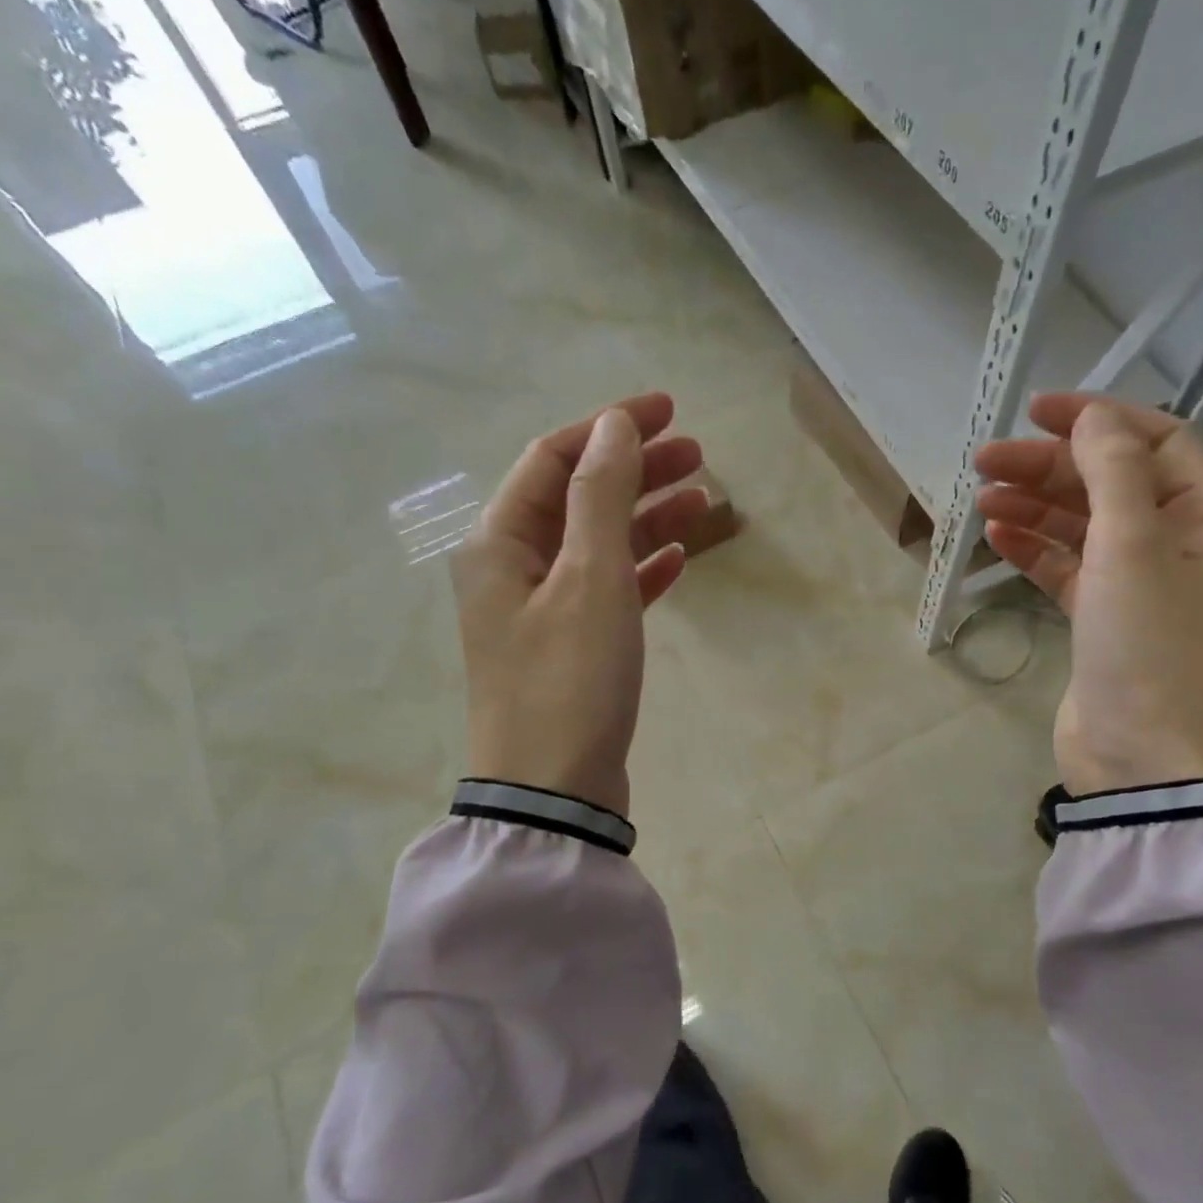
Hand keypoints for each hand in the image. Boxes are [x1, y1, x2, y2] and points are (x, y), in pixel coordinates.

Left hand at [450, 395, 707, 817]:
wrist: (554, 792)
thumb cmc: (569, 680)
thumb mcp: (589, 578)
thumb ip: (600, 495)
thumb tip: (615, 426)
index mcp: (500, 541)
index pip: (554, 458)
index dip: (610, 428)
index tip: (669, 411)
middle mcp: (513, 568)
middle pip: (578, 497)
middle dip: (636, 469)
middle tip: (698, 455)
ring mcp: (541, 610)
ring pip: (598, 543)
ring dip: (646, 517)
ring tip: (703, 501)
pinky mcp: (571, 647)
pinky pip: (608, 589)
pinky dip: (641, 568)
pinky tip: (678, 559)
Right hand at [975, 395, 1202, 795]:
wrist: (1143, 757)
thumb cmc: (1148, 646)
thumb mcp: (1133, 548)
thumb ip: (1112, 473)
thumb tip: (1091, 418)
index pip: (1157, 442)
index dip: (1097, 420)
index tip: (1035, 413)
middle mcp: (1184, 545)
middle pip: (1111, 484)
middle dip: (1049, 468)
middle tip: (985, 463)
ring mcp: (1142, 586)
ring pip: (1084, 527)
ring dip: (1035, 507)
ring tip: (982, 499)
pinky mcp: (1105, 620)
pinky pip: (1070, 569)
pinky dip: (1036, 550)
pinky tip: (997, 537)